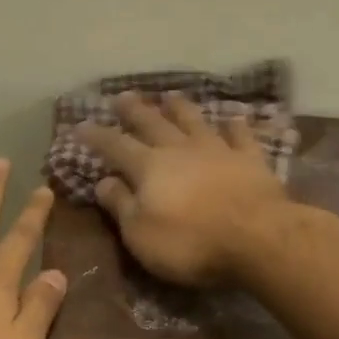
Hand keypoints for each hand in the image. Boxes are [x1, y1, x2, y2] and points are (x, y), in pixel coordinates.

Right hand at [77, 92, 292, 285]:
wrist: (258, 238)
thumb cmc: (189, 242)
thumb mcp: (140, 233)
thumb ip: (120, 204)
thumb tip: (102, 181)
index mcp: (149, 167)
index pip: (115, 146)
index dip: (97, 136)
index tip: (81, 125)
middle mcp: (180, 150)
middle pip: (153, 124)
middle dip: (135, 111)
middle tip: (123, 96)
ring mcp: (218, 151)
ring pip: (194, 122)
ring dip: (180, 108)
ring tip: (169, 96)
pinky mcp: (251, 160)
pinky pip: (241, 136)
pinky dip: (235, 126)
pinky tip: (232, 118)